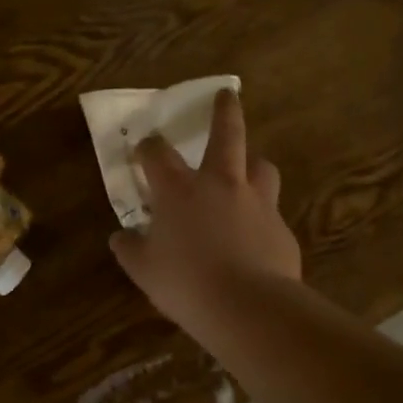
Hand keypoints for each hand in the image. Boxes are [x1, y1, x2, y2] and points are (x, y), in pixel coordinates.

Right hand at [110, 88, 301, 330]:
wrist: (249, 307)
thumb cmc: (186, 283)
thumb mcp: (143, 270)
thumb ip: (130, 249)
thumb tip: (121, 237)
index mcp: (178, 190)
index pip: (157, 154)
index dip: (147, 147)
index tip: (143, 148)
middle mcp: (219, 184)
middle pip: (227, 135)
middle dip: (225, 111)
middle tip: (228, 94)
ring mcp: (256, 203)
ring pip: (261, 166)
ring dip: (252, 162)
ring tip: (247, 168)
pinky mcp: (281, 228)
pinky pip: (270, 212)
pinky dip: (260, 215)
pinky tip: (255, 235)